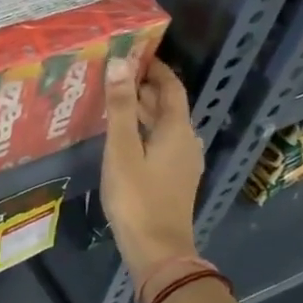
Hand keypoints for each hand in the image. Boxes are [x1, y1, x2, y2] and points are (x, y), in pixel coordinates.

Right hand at [102, 57, 204, 280]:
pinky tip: (124, 137)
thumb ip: (121, 107)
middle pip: (168, 106)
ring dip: (143, 111)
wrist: (157, 249)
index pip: (171, 87)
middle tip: (115, 75)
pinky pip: (162, 143)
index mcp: (177, 129)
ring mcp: (183, 162)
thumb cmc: (137, 197)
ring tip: (115, 101)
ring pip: (164, 126)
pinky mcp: (175, 179)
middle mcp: (187, 141)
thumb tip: (121, 62)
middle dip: (145, 88)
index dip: (155, 68)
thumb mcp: (122, 150)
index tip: (134, 53)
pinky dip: (145, 131)